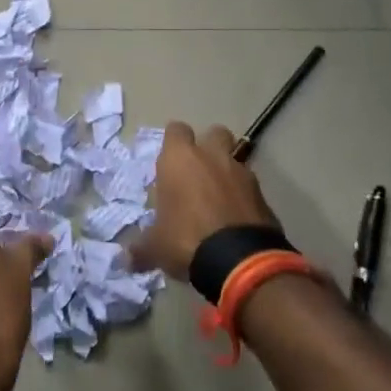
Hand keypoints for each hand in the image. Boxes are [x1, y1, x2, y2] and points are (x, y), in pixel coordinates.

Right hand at [131, 121, 282, 281]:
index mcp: (180, 159)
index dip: (173, 143)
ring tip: (219, 199)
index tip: (170, 162)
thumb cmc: (187, 239)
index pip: (176, 130)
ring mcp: (241, 172)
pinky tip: (236, 219)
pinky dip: (244, 197)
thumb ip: (142, 248)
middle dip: (208, 147)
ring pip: (235, 159)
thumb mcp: (156, 247)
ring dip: (227, 173)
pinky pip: (250, 187)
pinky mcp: (263, 194)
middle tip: (198, 173)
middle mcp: (212, 156)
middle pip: (214, 133)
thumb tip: (127, 260)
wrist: (240, 260)